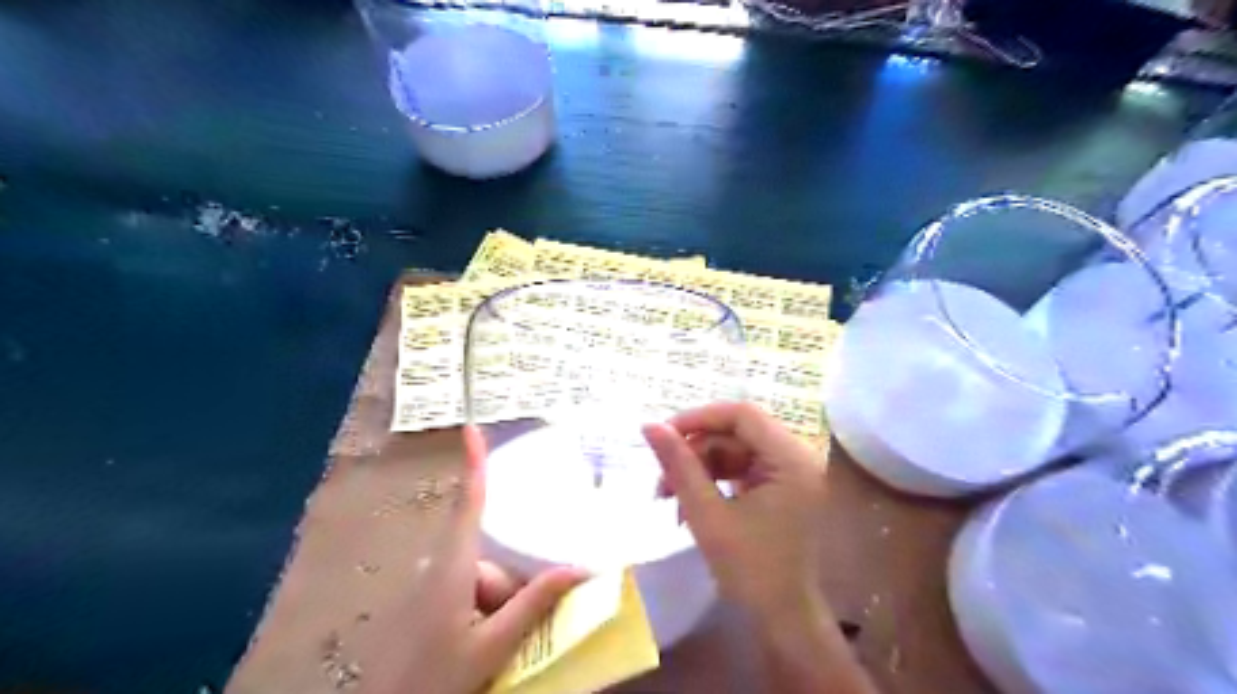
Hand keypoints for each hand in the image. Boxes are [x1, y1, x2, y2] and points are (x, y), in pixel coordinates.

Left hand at [359, 425, 587, 693]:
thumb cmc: (436, 678)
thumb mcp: (493, 645)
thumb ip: (533, 604)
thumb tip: (579, 569)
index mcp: (454, 567)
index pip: (468, 503)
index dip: (474, 464)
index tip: (472, 427)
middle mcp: (443, 567)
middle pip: (491, 553)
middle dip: (512, 583)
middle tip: (518, 625)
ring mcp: (436, 586)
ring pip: (485, 576)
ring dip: (502, 603)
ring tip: (504, 642)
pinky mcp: (432, 603)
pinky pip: (472, 591)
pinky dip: (489, 610)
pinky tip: (490, 641)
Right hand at [643, 403, 873, 691]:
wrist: (783, 621)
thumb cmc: (750, 571)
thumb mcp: (707, 514)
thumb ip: (679, 465)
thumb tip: (650, 426)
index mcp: (791, 459)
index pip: (742, 415)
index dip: (699, 418)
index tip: (663, 434)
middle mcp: (799, 457)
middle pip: (738, 432)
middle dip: (696, 449)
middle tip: (661, 475)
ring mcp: (792, 472)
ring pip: (736, 449)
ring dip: (700, 466)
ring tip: (667, 494)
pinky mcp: (783, 487)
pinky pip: (743, 467)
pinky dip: (714, 479)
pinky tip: (690, 501)